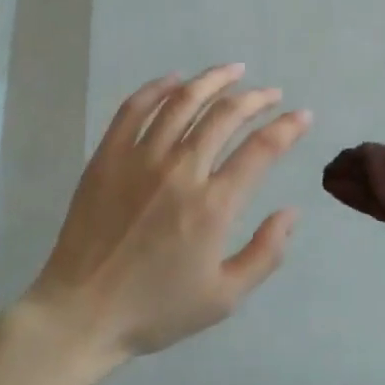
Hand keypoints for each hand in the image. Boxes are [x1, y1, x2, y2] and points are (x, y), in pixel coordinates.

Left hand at [21, 65, 311, 370]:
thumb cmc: (156, 309)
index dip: (287, 127)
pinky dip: (158, 88)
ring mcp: (139, 158)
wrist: (82, 312)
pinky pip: (134, 109)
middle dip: (255, 98)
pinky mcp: (107, 156)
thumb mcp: (224, 297)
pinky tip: (175, 79)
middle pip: (224, 115)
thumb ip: (265, 253)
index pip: (260, 150)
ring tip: (233, 71)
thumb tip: (291, 212)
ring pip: (182, 102)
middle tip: (271, 93)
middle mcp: (180, 171)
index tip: (302, 116)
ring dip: (212, 80)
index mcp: (212, 206)